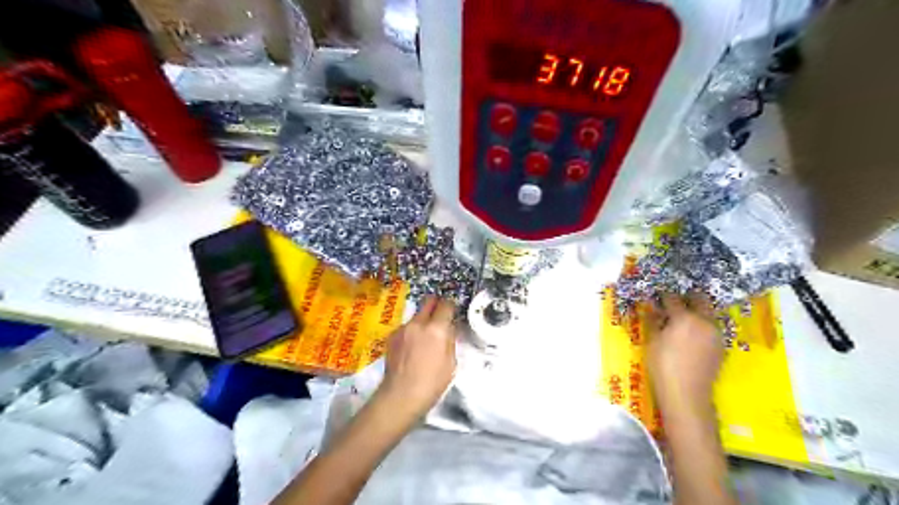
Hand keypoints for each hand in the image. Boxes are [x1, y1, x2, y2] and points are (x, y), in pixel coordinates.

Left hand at [376, 295, 457, 417]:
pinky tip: (411, 347)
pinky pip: (406, 327)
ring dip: (422, 321)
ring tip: (424, 338)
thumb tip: (449, 328)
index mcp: (437, 329)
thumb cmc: (432, 383)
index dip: (451, 306)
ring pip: (416, 316)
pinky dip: (411, 332)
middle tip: (439, 315)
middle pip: (428, 301)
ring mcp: (403, 328)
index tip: (452, 311)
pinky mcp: (392, 336)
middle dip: (435, 305)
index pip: (446, 305)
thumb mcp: (451, 362)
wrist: (401, 395)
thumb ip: (450, 340)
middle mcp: (418, 323)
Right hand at [647, 292, 720, 413]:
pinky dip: (701, 325)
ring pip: (707, 313)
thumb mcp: (652, 341)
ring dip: (695, 311)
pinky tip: (690, 336)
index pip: (672, 298)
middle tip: (672, 303)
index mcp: (685, 317)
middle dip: (686, 298)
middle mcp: (704, 321)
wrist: (687, 395)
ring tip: (681, 320)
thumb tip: (651, 308)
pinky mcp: (721, 346)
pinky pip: (711, 328)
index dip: (662, 296)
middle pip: (699, 300)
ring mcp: (716, 334)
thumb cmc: (663, 366)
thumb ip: (653, 321)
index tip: (655, 297)